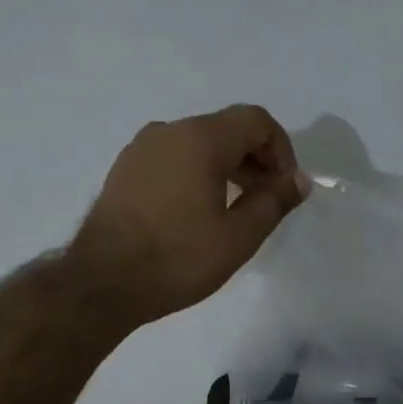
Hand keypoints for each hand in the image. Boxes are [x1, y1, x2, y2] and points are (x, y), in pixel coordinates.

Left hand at [70, 105, 309, 328]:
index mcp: (200, 139)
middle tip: (266, 201)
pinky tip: (197, 213)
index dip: (281, 150)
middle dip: (255, 159)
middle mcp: (168, 131)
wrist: (103, 282)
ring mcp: (141, 149)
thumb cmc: (177, 259)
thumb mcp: (238, 237)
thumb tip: (298, 180)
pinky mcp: (124, 170)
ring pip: (197, 144)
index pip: (255, 121)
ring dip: (226, 168)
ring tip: (235, 209)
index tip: (285, 188)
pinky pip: (172, 159)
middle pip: (226, 129)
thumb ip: (273, 202)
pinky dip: (196, 174)